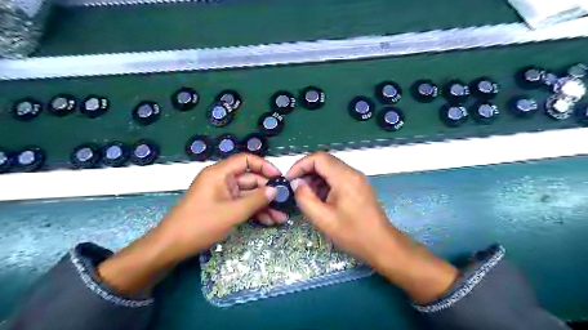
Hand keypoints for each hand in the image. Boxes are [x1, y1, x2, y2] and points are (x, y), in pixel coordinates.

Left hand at [157, 152, 284, 262]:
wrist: (171, 247)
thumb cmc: (199, 225)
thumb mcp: (231, 213)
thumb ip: (255, 200)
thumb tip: (275, 190)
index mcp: (220, 173)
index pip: (245, 160)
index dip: (264, 166)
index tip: (279, 177)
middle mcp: (222, 180)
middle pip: (250, 179)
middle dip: (267, 192)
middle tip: (285, 202)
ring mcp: (223, 195)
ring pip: (248, 195)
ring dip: (264, 205)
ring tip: (281, 217)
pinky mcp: (223, 207)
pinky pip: (242, 205)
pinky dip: (254, 212)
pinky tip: (269, 221)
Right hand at [285, 150, 459, 302]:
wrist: (381, 244)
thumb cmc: (352, 233)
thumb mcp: (323, 218)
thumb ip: (305, 198)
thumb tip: (297, 184)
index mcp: (345, 177)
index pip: (319, 158)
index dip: (300, 165)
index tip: (289, 179)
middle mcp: (352, 172)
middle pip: (325, 161)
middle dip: (307, 171)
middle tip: (295, 187)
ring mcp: (357, 178)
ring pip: (331, 168)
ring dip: (315, 177)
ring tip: (306, 194)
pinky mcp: (359, 185)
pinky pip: (338, 177)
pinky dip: (325, 182)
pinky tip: (320, 197)